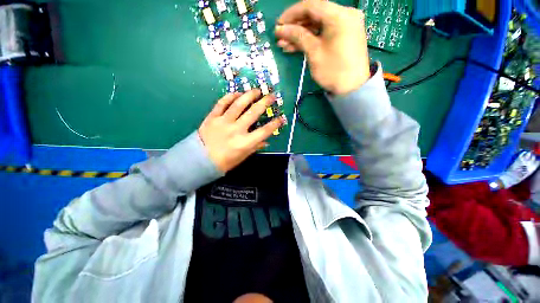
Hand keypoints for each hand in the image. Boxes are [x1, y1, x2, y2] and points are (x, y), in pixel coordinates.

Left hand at [198, 90, 284, 172]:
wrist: (200, 160)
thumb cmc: (224, 162)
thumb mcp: (242, 157)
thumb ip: (255, 147)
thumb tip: (266, 141)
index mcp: (245, 143)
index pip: (264, 131)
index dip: (275, 124)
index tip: (281, 118)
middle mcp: (236, 130)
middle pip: (253, 113)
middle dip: (265, 102)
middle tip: (271, 96)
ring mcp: (223, 122)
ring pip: (238, 104)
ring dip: (249, 95)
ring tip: (257, 90)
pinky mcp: (212, 117)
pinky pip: (222, 103)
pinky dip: (230, 96)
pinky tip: (237, 93)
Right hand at [275, 0, 370, 94]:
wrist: (352, 88)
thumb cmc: (333, 71)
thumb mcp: (314, 52)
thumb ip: (298, 36)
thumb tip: (280, 29)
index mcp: (339, 15)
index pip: (311, 5)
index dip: (292, 14)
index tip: (279, 24)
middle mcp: (344, 15)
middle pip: (314, 14)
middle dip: (295, 26)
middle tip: (280, 37)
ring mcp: (344, 26)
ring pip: (317, 25)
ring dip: (300, 34)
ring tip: (283, 45)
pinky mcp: (342, 36)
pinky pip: (323, 33)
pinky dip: (309, 39)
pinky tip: (294, 47)